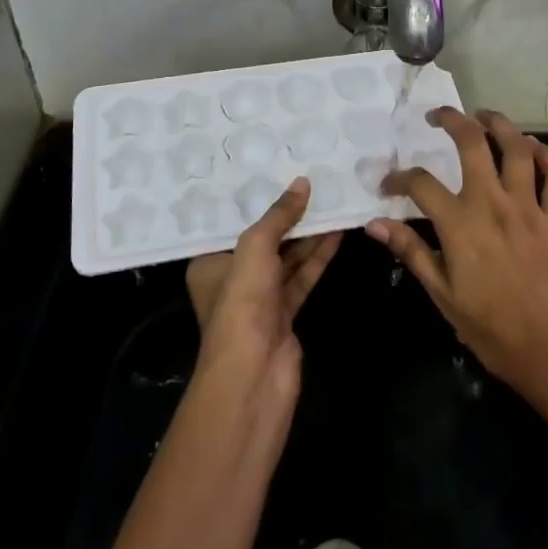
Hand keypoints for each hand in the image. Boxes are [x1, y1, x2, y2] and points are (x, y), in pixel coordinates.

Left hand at [186, 177, 341, 410]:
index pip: (234, 223)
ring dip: (309, 234)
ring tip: (332, 201)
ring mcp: (260, 299)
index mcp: (210, 263)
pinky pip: (303, 276)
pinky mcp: (285, 314)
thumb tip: (303, 183)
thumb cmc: (242, 304)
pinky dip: (318, 257)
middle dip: (288, 215)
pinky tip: (337, 233)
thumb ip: (279, 216)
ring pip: (287, 257)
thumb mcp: (255, 248)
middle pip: (265, 239)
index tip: (278, 171)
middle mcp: (233, 278)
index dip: (257, 199)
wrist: (254, 377)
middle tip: (314, 183)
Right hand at [368, 109, 547, 425]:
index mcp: (461, 224)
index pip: (421, 183)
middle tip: (438, 116)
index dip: (399, 178)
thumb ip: (411, 252)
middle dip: (453, 121)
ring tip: (484, 115)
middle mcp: (494, 204)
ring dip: (500, 124)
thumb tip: (374, 223)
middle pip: (473, 143)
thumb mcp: (443, 297)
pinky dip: (546, 155)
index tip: (389, 185)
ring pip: (517, 148)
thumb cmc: (493, 331)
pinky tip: (533, 146)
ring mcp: (530, 208)